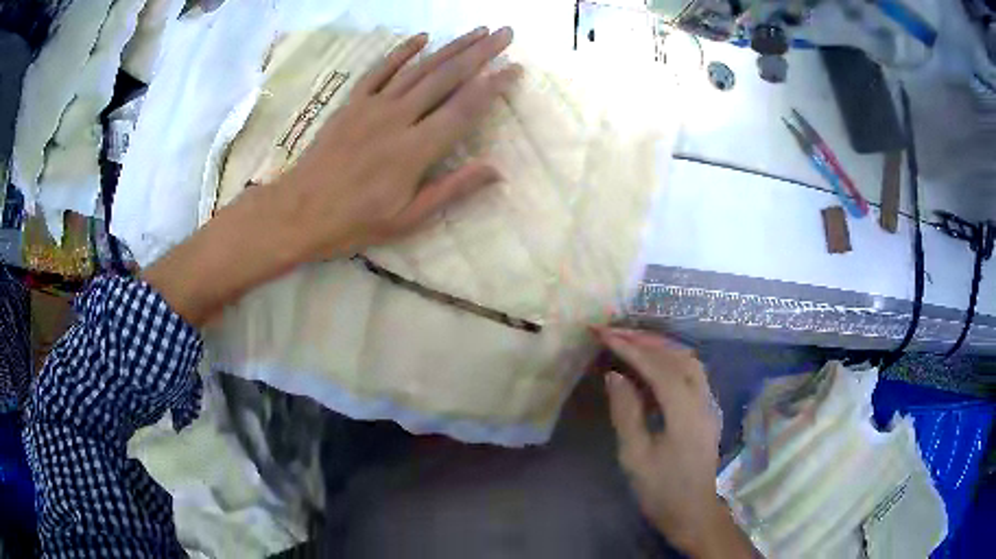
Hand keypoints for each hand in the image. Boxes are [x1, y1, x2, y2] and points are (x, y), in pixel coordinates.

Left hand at [143, 28, 520, 325]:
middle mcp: (398, 118)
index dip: (492, 87)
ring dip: (451, 46)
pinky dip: (401, 52)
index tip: (515, 68)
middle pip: (446, 78)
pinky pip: (380, 70)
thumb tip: (496, 170)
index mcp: (415, 150)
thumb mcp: (408, 218)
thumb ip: (453, 189)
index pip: (463, 109)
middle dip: (480, 53)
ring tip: (477, 31)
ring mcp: (372, 106)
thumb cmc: (354, 222)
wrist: (299, 211)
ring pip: (419, 68)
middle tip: (505, 33)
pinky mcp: (352, 103)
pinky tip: (422, 38)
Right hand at [593, 328, 754, 557]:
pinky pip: (691, 373)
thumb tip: (615, 376)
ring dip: (660, 346)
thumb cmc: (661, 490)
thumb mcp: (636, 457)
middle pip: (678, 356)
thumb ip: (626, 413)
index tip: (604, 335)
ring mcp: (709, 404)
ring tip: (631, 341)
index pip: (659, 368)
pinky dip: (670, 359)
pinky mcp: (707, 410)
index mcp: (686, 413)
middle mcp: (703, 400)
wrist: (694, 513)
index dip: (631, 349)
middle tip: (614, 331)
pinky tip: (652, 364)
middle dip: (645, 340)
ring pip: (689, 361)